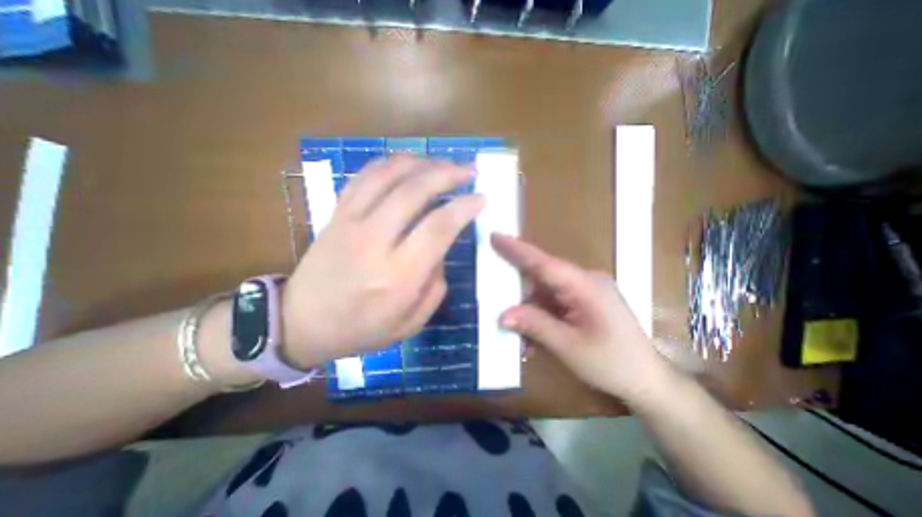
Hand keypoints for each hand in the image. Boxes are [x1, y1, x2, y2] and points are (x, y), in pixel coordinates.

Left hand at [279, 156, 482, 368]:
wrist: (300, 323)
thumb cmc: (360, 329)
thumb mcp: (410, 324)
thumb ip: (434, 287)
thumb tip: (441, 252)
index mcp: (398, 276)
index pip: (438, 228)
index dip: (464, 207)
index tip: (481, 199)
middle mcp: (375, 242)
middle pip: (414, 191)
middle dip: (447, 174)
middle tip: (468, 171)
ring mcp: (351, 223)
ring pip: (388, 175)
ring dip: (421, 163)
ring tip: (442, 163)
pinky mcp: (336, 214)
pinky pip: (364, 177)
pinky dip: (390, 163)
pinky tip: (408, 164)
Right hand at [493, 233, 674, 399]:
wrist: (648, 381)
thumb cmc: (612, 363)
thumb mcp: (569, 346)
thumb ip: (535, 325)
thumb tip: (502, 315)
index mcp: (585, 285)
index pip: (544, 263)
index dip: (517, 249)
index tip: (495, 235)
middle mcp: (585, 281)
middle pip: (542, 276)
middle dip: (518, 287)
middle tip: (495, 295)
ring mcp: (585, 291)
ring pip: (546, 291)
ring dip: (529, 309)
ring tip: (516, 331)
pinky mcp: (585, 302)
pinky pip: (554, 302)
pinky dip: (541, 315)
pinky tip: (533, 337)